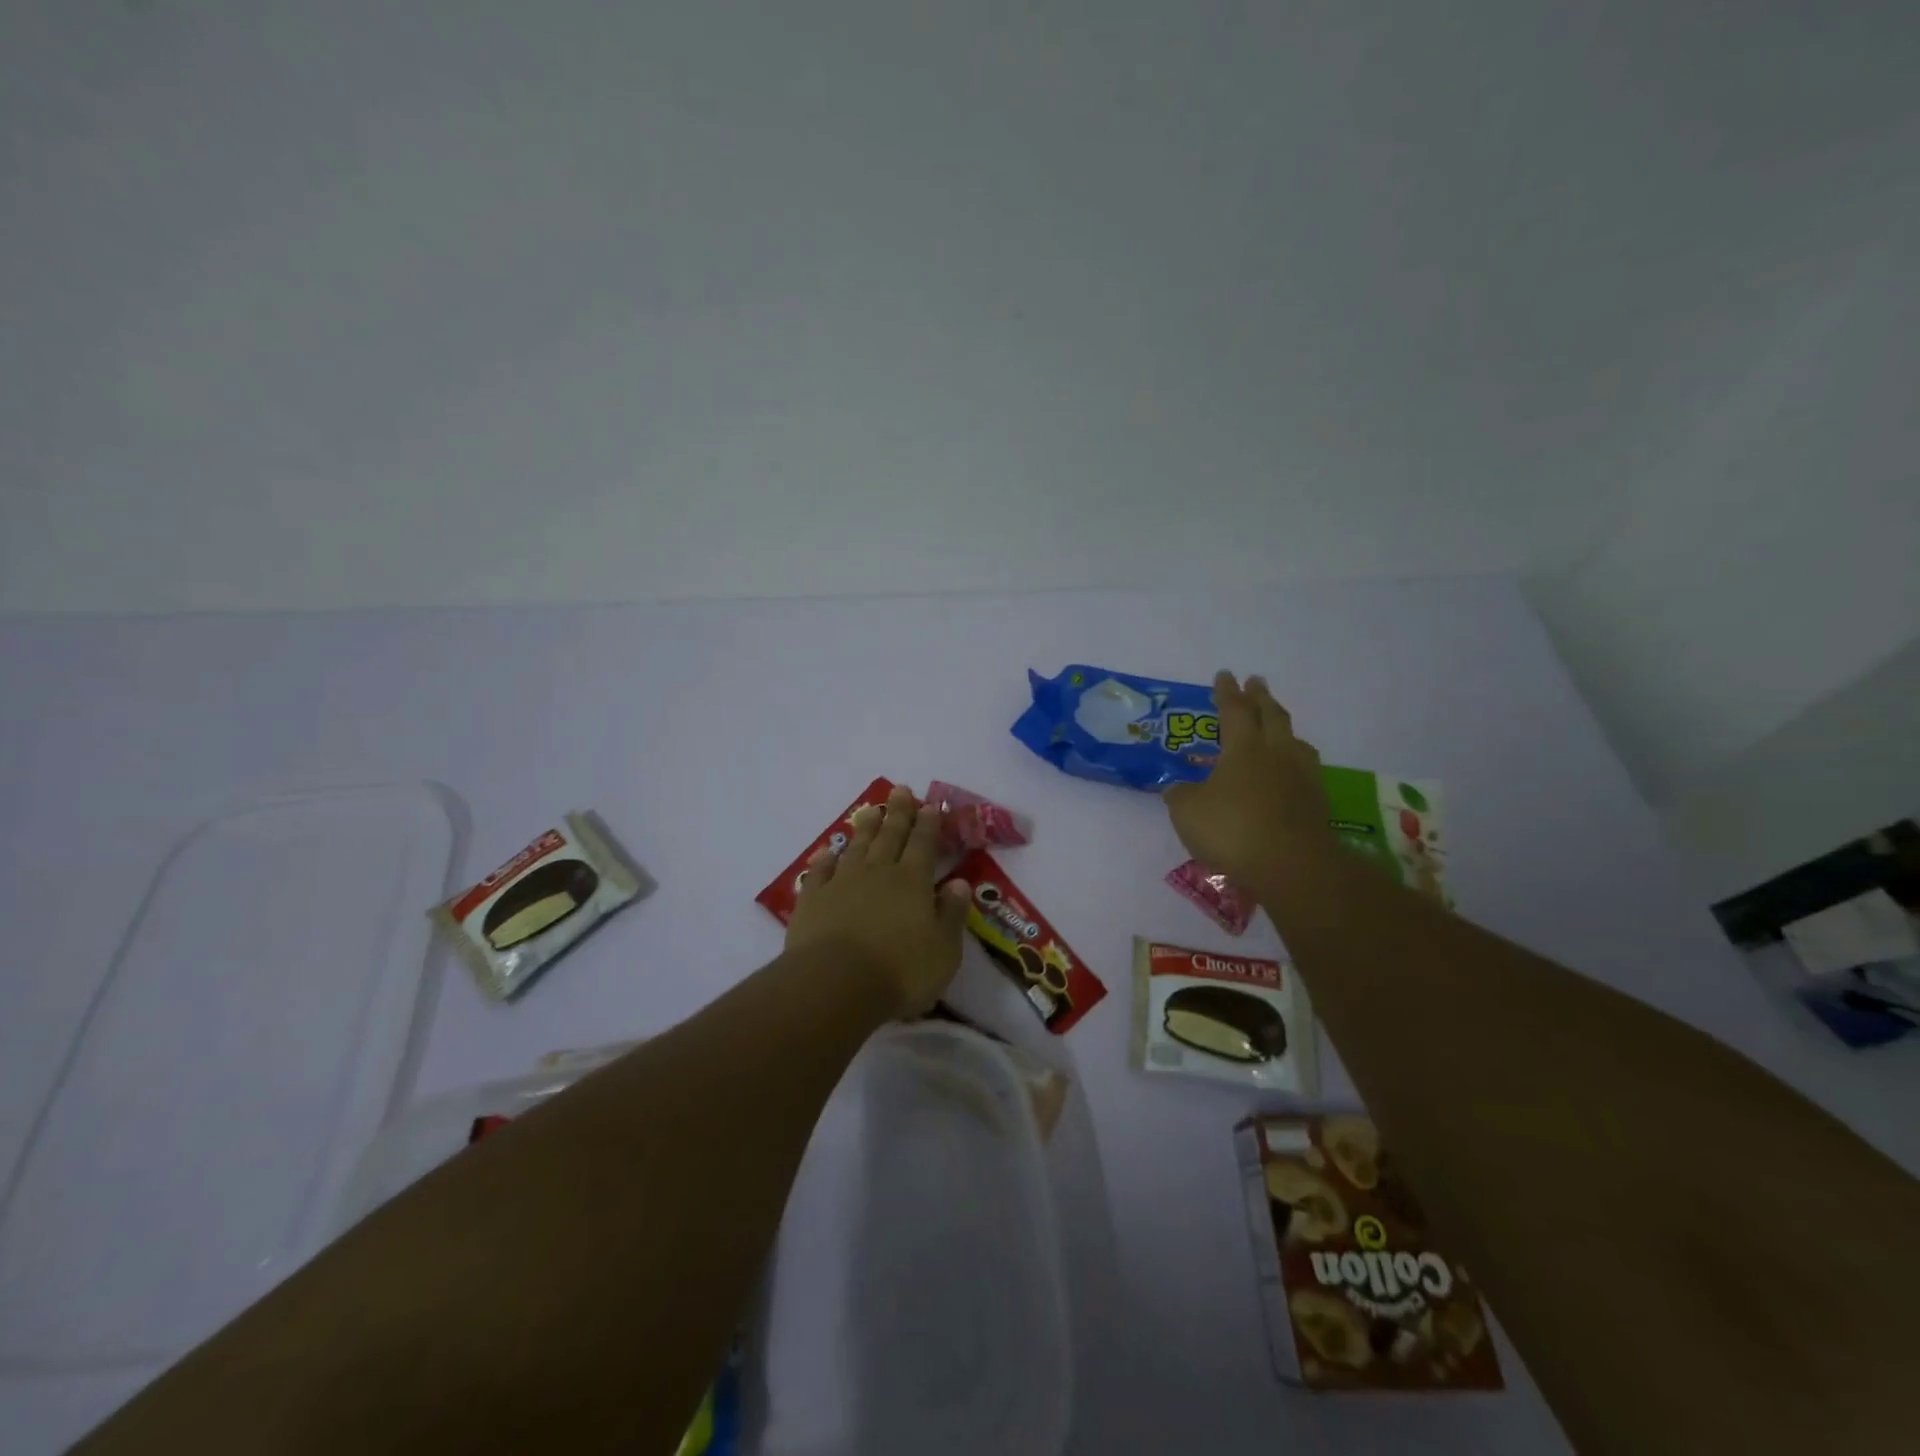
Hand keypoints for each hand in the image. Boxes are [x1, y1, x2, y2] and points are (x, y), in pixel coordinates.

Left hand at [785, 784, 971, 1018]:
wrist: (835, 984)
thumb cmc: (900, 971)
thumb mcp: (943, 950)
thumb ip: (952, 914)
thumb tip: (960, 883)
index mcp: (913, 881)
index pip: (923, 844)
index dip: (928, 824)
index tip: (929, 804)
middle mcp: (878, 873)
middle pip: (890, 836)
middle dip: (898, 812)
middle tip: (901, 789)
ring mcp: (842, 883)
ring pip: (857, 846)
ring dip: (866, 827)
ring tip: (871, 809)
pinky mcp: (813, 900)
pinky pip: (820, 872)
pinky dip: (825, 859)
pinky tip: (827, 850)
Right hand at [1163, 672, 1336, 888]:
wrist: (1292, 866)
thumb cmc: (1232, 830)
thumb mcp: (1187, 812)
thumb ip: (1181, 794)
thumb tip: (1178, 788)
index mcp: (1243, 748)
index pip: (1233, 711)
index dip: (1226, 693)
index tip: (1224, 675)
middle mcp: (1276, 753)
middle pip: (1271, 716)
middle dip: (1260, 697)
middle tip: (1256, 682)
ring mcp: (1301, 777)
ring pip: (1294, 740)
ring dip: (1283, 727)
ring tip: (1278, 725)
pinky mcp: (1316, 802)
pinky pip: (1304, 768)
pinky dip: (1293, 760)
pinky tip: (1289, 771)